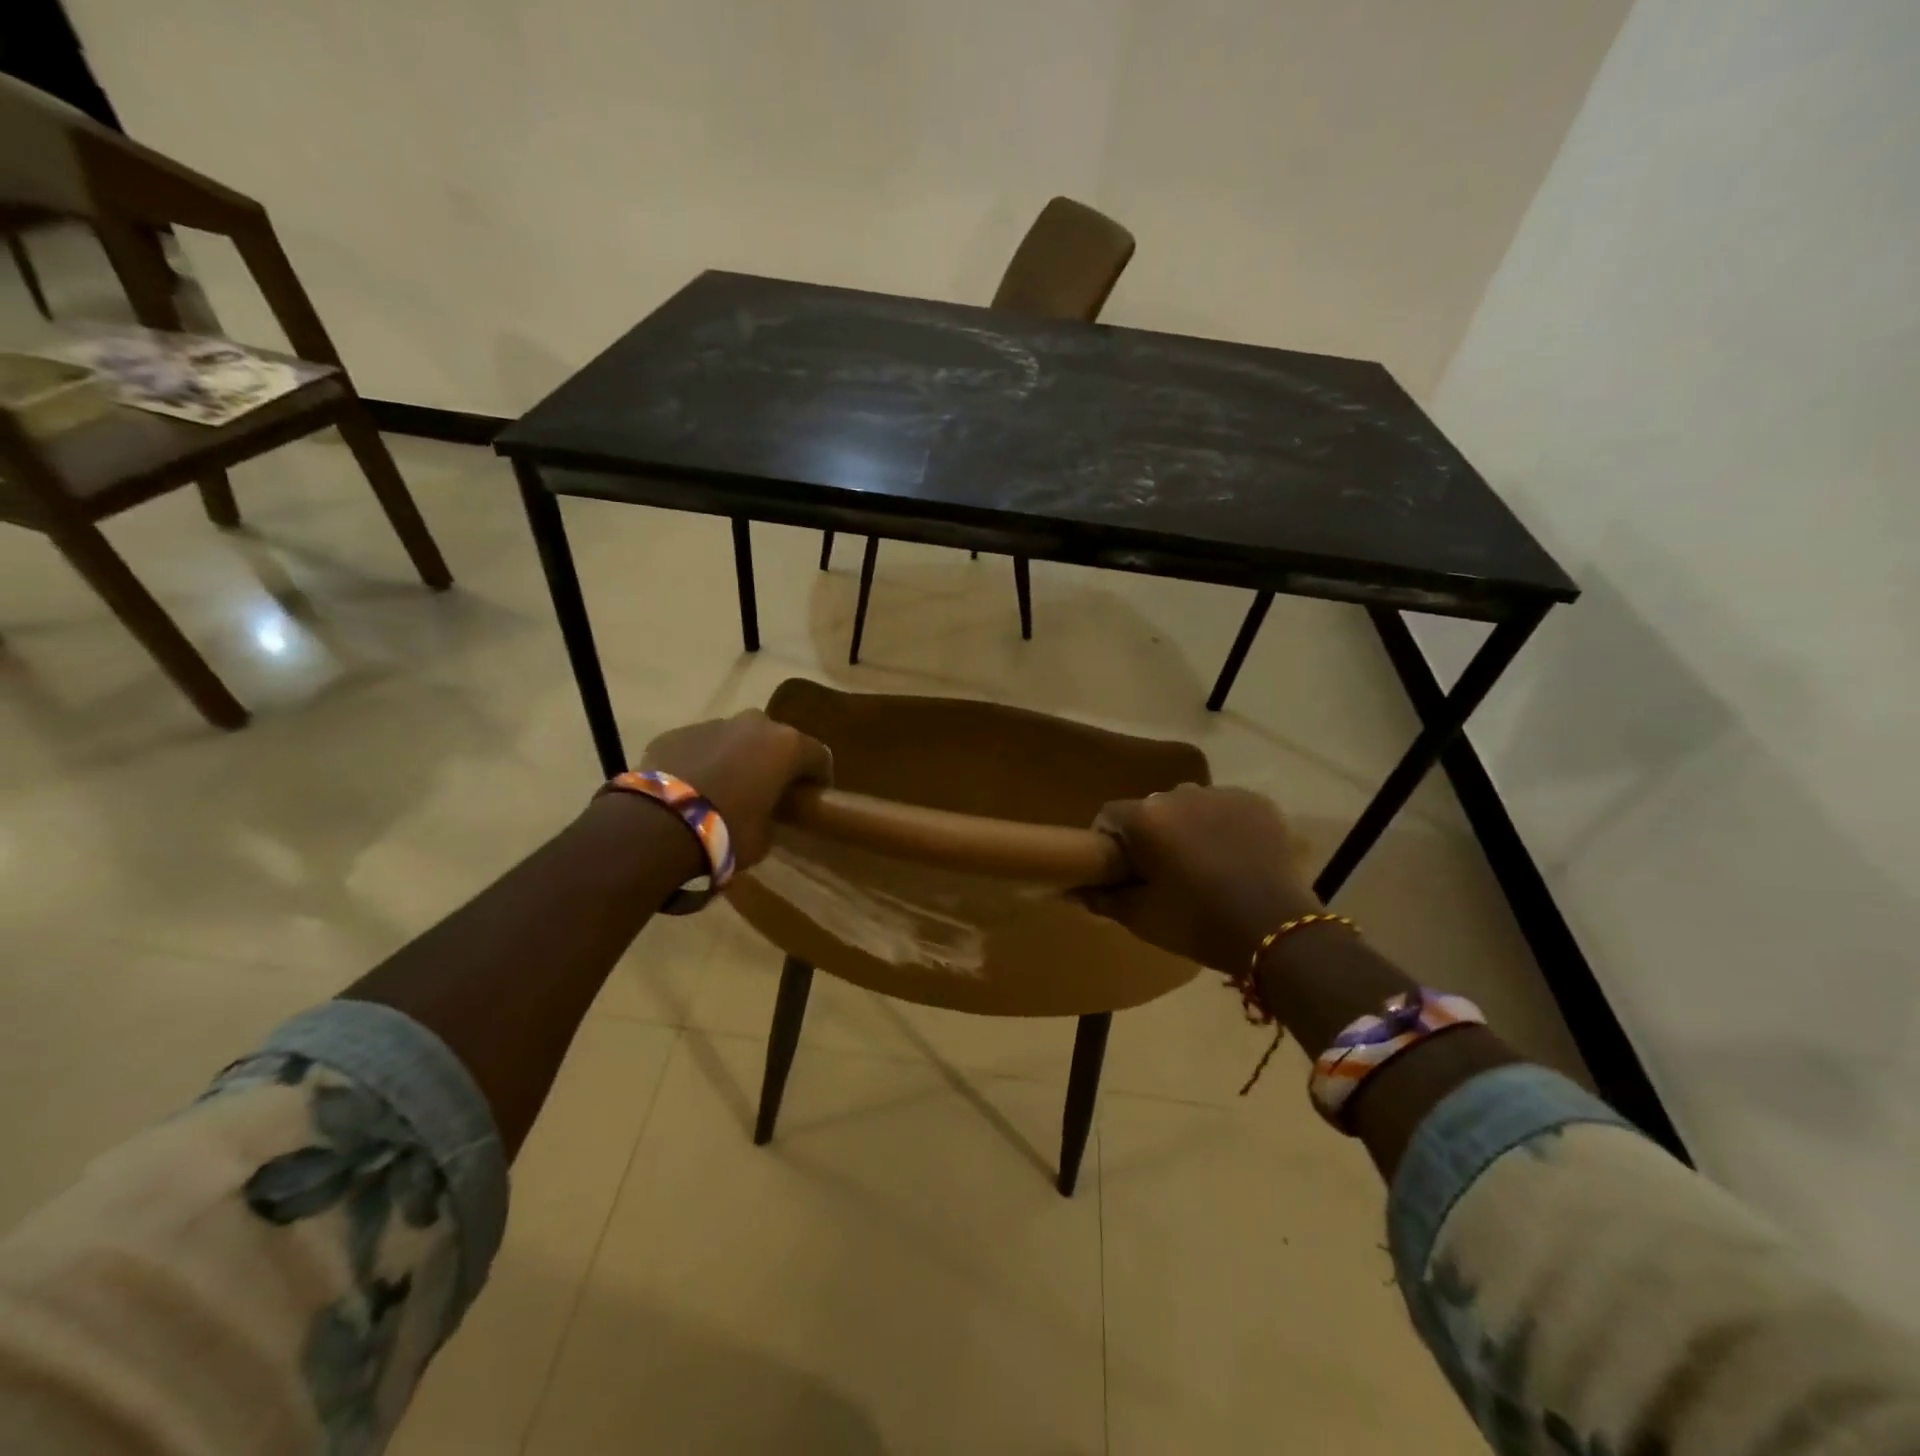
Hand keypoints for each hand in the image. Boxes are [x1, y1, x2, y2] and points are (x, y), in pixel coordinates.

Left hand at [641, 710, 832, 869]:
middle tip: (769, 790)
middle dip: (775, 761)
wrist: (658, 823)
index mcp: (786, 746)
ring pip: (736, 738)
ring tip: (726, 789)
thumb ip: (773, 817)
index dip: (819, 777)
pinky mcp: (676, 732)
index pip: (819, 756)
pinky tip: (692, 788)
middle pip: (776, 739)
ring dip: (737, 758)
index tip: (814, 796)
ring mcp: (713, 724)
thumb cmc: (727, 830)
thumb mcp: (765, 836)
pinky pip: (700, 746)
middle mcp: (754, 725)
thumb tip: (766, 815)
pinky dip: (703, 761)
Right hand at [1083, 785, 1319, 973]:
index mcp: (1146, 816)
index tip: (1120, 871)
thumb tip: (1071, 891)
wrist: (1276, 929)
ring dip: (1188, 828)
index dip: (1109, 843)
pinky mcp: (1257, 803)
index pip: (1109, 816)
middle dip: (1151, 835)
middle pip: (1151, 810)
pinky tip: (1234, 858)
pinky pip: (1227, 809)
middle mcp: (1180, 793)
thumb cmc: (1197, 923)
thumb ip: (1102, 899)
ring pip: (1190, 807)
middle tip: (1163, 874)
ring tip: (1203, 865)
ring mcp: (1223, 794)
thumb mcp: (1142, 918)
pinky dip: (1223, 827)